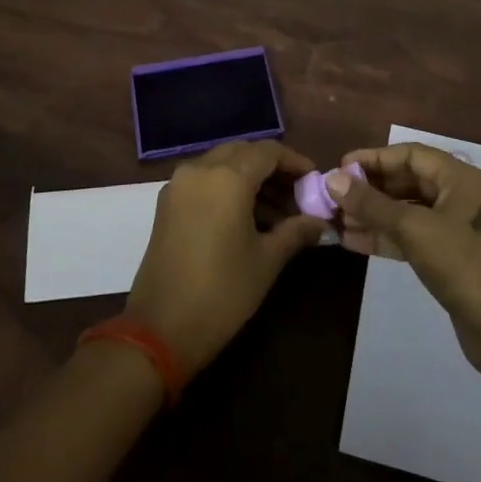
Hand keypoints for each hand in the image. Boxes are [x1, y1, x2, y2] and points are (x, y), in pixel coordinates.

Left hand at [125, 141, 328, 375]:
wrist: (159, 329)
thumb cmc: (222, 292)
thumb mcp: (266, 261)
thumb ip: (296, 231)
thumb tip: (320, 222)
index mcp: (228, 177)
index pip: (269, 151)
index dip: (294, 162)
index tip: (313, 181)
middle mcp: (201, 169)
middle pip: (244, 152)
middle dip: (272, 169)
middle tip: (297, 195)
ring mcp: (179, 184)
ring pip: (222, 164)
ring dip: (250, 178)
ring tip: (277, 213)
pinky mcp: (167, 202)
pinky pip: (204, 179)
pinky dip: (227, 187)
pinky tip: (246, 217)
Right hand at [331, 142, 480, 386]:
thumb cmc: (463, 264)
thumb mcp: (413, 228)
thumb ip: (372, 204)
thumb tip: (333, 180)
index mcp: (460, 178)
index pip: (410, 155)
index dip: (374, 159)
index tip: (341, 167)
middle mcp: (459, 196)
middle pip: (408, 182)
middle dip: (370, 189)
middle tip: (334, 196)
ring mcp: (455, 229)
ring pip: (407, 212)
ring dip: (373, 215)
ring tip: (337, 220)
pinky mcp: (450, 258)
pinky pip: (411, 237)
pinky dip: (385, 237)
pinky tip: (353, 242)